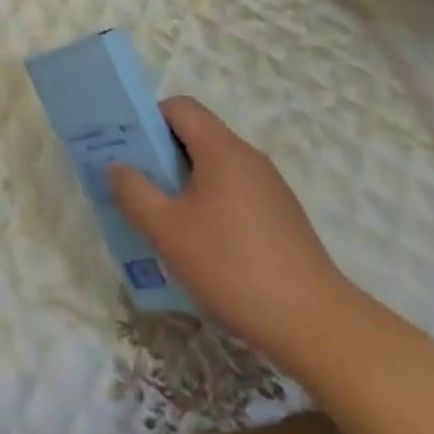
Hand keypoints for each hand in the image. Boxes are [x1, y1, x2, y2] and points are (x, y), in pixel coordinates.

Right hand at [109, 98, 355, 368]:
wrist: (317, 327)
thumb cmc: (234, 268)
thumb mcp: (168, 231)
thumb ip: (134, 192)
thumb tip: (116, 165)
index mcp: (221, 149)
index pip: (179, 107)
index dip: (149, 119)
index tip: (130, 150)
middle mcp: (248, 157)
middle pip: (197, 135)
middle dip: (162, 155)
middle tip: (139, 187)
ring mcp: (270, 188)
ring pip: (215, 167)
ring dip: (186, 183)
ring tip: (167, 221)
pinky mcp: (283, 218)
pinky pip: (235, 193)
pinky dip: (211, 205)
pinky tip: (205, 248)